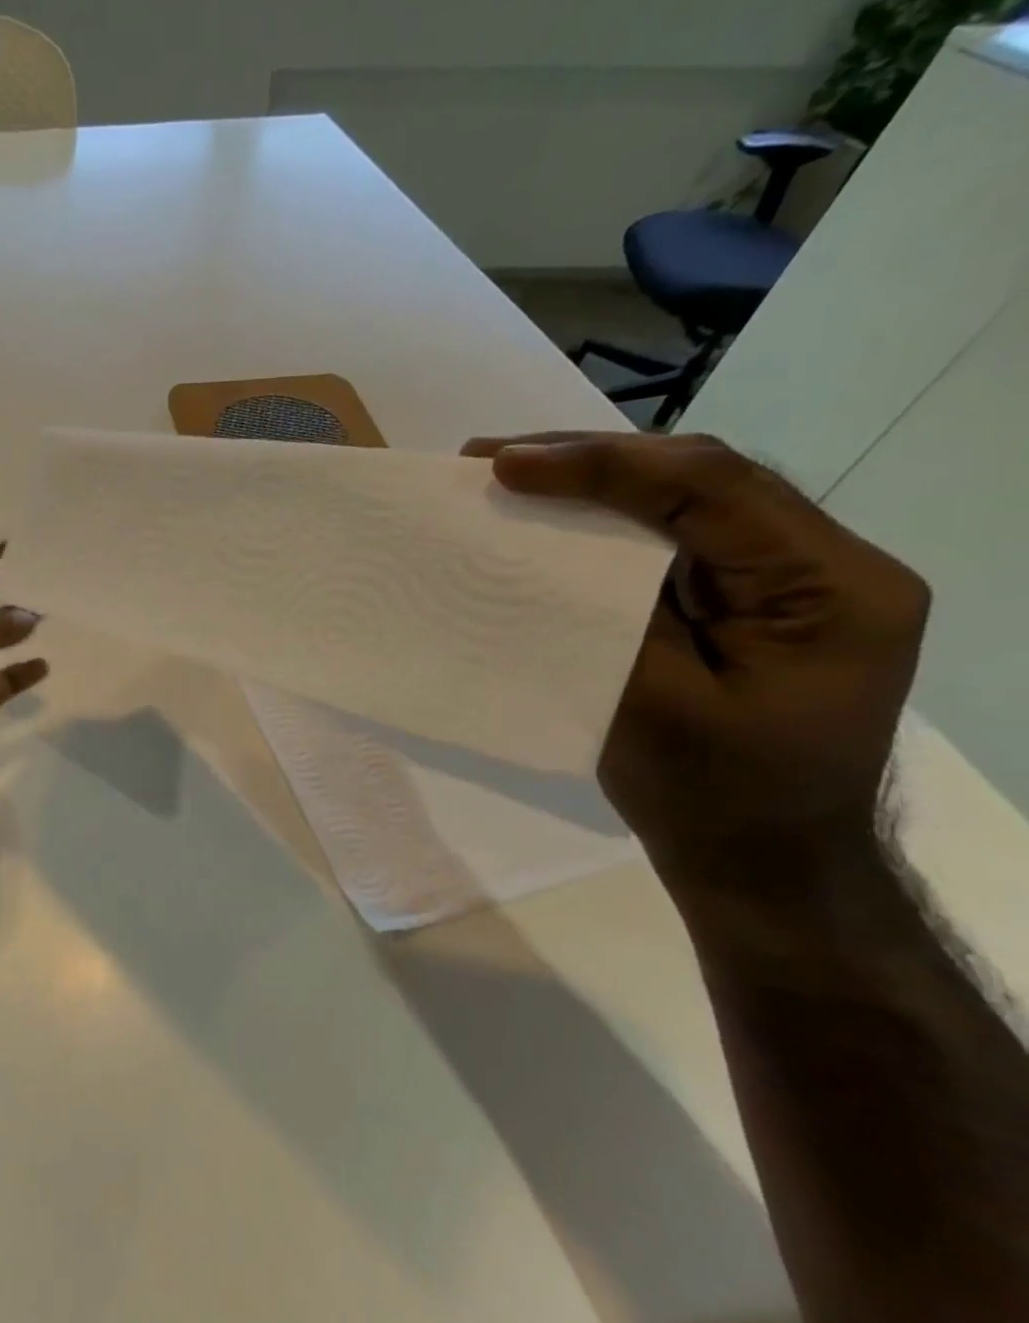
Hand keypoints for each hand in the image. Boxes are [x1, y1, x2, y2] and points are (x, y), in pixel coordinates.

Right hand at [463, 432, 929, 879]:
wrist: (765, 864)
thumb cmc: (714, 801)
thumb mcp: (657, 710)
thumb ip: (615, 617)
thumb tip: (547, 551)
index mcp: (829, 589)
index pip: (714, 489)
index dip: (602, 466)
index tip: (505, 465)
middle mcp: (824, 565)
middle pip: (706, 478)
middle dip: (594, 458)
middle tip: (492, 458)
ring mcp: (788, 581)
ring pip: (689, 500)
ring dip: (597, 482)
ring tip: (512, 473)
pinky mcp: (748, 602)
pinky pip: (677, 541)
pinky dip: (609, 523)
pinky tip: (557, 519)